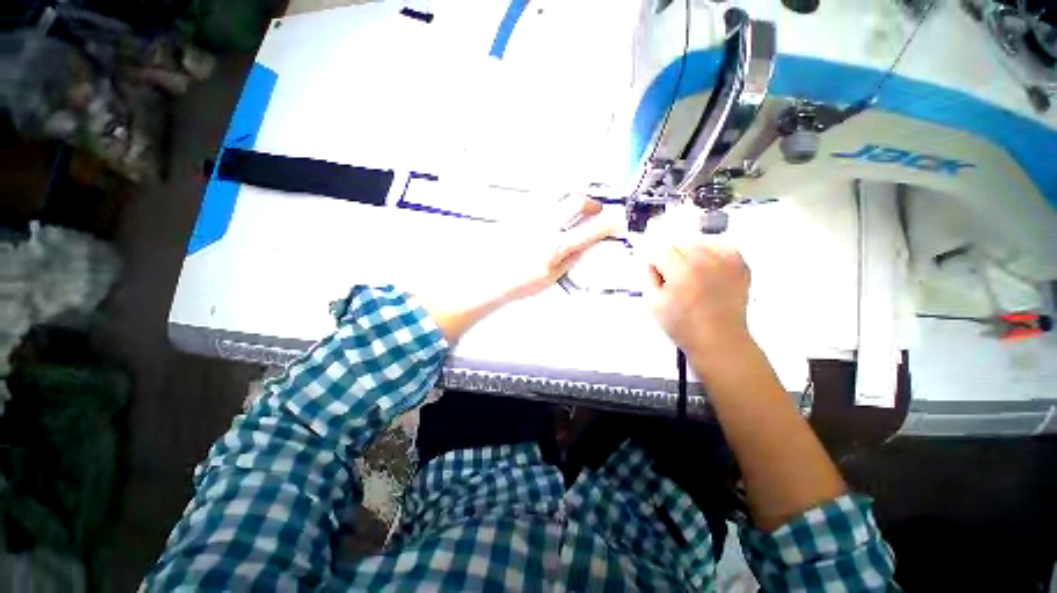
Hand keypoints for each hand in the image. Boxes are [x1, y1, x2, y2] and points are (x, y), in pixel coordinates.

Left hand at [502, 196, 622, 299]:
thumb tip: (588, 245)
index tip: (617, 222)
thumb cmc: (516, 281)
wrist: (488, 277)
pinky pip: (540, 194)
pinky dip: (553, 196)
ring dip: (573, 195)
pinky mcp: (518, 211)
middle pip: (577, 200)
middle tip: (596, 211)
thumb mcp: (552, 276)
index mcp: (555, 246)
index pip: (592, 229)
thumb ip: (573, 258)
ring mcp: (530, 215)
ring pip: (558, 190)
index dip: (610, 224)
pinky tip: (553, 207)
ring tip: (575, 206)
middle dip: (592, 203)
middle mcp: (544, 226)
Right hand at [646, 239, 751, 356]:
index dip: (655, 264)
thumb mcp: (652, 303)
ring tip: (691, 275)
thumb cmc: (683, 325)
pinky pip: (720, 246)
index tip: (658, 277)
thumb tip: (655, 263)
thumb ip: (649, 276)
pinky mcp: (741, 265)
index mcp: (682, 271)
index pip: (660, 250)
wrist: (718, 340)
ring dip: (690, 255)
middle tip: (674, 279)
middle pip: (679, 243)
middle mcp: (706, 260)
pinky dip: (711, 253)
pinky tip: (708, 269)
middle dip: (671, 258)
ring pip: (698, 242)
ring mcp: (727, 261)